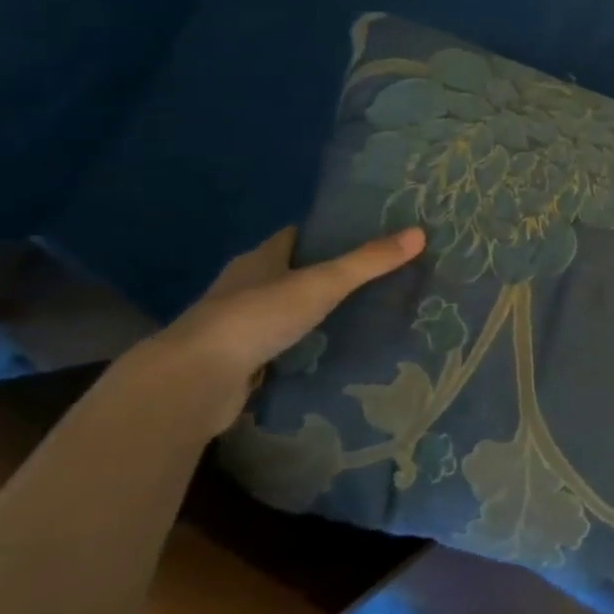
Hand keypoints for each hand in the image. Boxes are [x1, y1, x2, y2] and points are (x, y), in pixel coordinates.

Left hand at [137, 225, 424, 435]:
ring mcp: (237, 326)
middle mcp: (243, 287)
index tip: (365, 233)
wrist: (193, 382)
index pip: (296, 236)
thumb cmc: (255, 318)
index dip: (328, 232)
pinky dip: (302, 344)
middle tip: (374, 274)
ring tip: (361, 312)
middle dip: (326, 272)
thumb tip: (420, 232)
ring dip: (312, 311)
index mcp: (259, 259)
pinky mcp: (238, 361)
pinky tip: (330, 350)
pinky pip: (279, 344)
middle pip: (290, 271)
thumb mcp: (321, 284)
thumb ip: (368, 261)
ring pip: (284, 309)